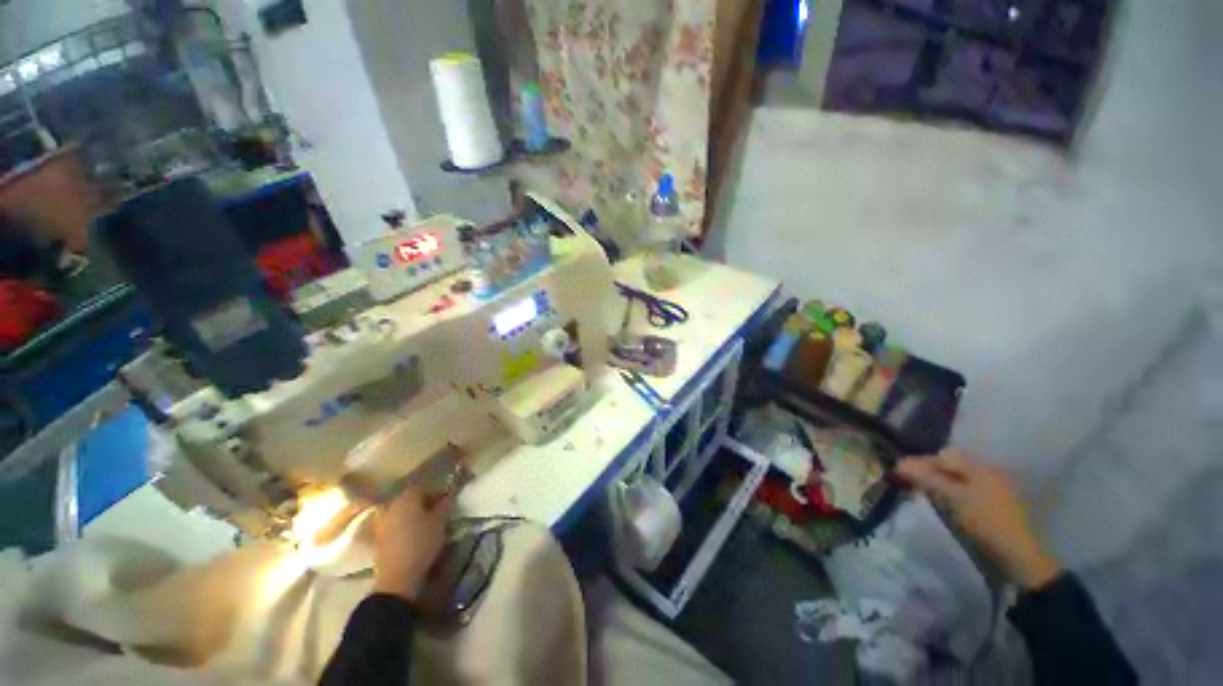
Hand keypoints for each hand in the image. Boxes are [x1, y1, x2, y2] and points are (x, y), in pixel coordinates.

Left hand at [371, 485, 453, 601]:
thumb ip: (445, 504)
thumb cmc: (422, 543)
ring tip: (427, 526)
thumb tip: (448, 494)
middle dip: (424, 504)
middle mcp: (392, 505)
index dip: (436, 493)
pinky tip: (415, 537)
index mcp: (407, 497)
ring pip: (402, 513)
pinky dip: (405, 528)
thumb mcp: (440, 521)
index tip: (446, 502)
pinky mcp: (379, 539)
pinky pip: (396, 526)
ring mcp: (382, 522)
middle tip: (438, 513)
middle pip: (410, 499)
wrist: (397, 577)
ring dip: (414, 517)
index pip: (423, 487)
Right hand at [896, 448, 1059, 589]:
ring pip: (955, 478)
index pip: (945, 455)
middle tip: (908, 482)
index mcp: (980, 467)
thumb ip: (928, 478)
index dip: (923, 461)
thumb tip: (899, 464)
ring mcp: (989, 489)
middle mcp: (986, 473)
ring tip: (920, 492)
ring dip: (936, 483)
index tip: (902, 472)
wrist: (1017, 556)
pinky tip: (940, 502)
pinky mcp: (989, 505)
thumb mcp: (954, 498)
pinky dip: (947, 493)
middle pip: (950, 465)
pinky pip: (962, 490)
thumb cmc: (986, 521)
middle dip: (928, 471)